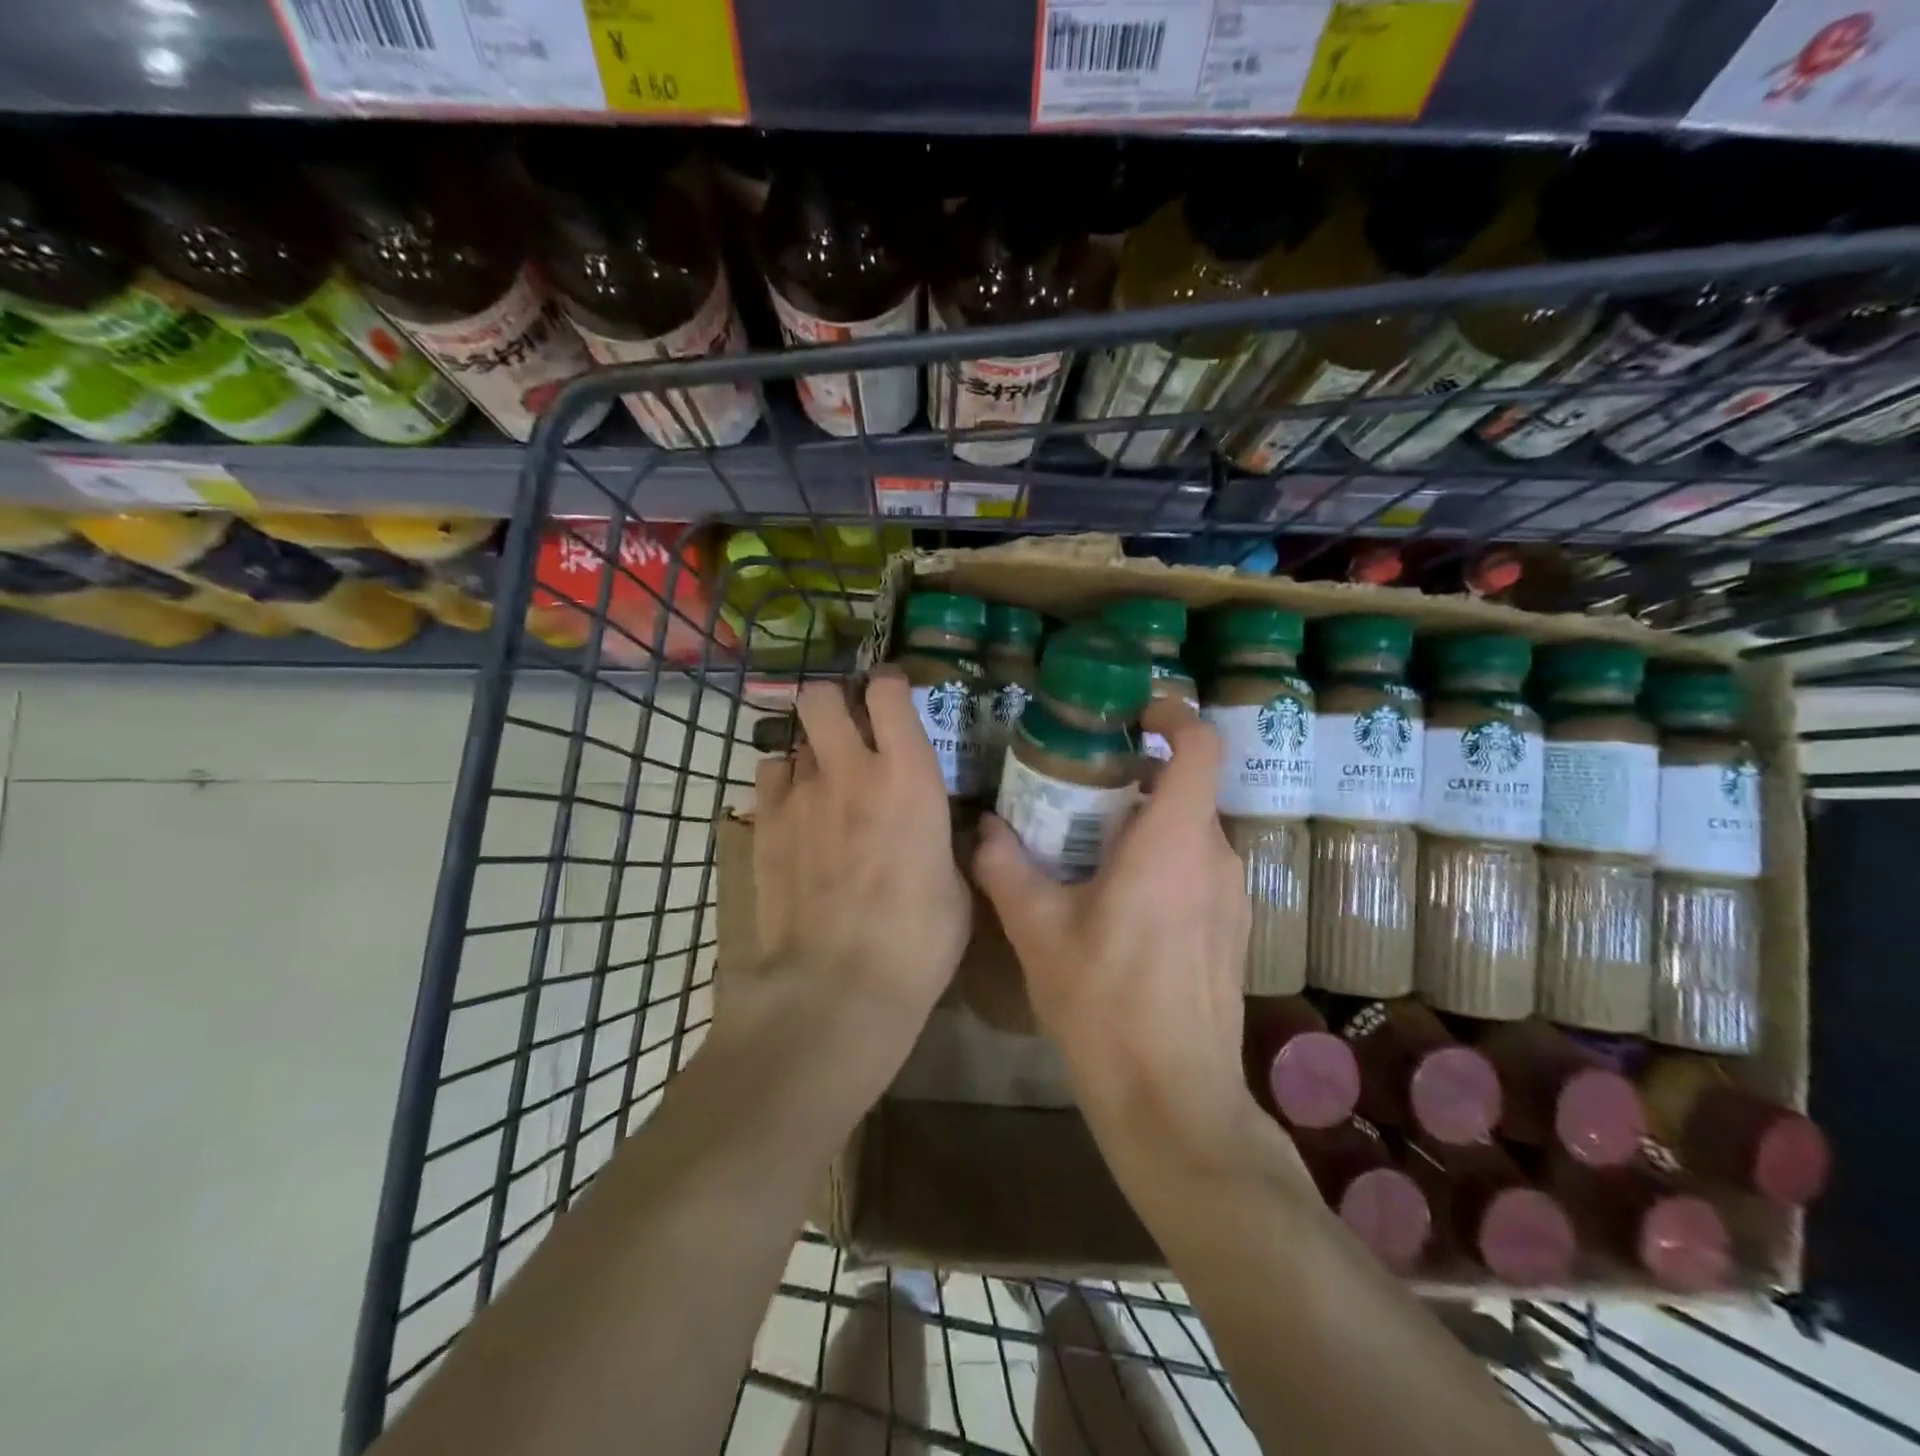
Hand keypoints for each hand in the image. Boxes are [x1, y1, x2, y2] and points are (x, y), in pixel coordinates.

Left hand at [736, 668, 970, 1094]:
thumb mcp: (956, 887)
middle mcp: (851, 769)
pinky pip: (769, 775)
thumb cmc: (916, 942)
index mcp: (909, 776)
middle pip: (822, 694)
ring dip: (812, 749)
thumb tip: (937, 828)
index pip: (888, 692)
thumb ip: (943, 840)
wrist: (836, 988)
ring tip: (824, 780)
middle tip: (851, 729)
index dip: (889, 685)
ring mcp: (800, 795)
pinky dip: (784, 782)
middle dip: (834, 701)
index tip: (894, 698)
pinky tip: (797, 812)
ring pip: (795, 737)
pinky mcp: (763, 825)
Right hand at [972, 700, 1254, 1139]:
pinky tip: (1117, 903)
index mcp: (1173, 842)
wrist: (1173, 1100)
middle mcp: (1216, 856)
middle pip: (1185, 787)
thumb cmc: (1105, 1004)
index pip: (1200, 746)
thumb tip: (983, 830)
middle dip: (1134, 777)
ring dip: (1144, 823)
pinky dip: (1161, 860)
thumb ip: (1006, 868)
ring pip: (1190, 830)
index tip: (1133, 715)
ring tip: (1088, 849)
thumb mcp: (1038, 931)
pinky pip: (1199, 868)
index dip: (1173, 715)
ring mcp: (1233, 896)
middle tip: (1078, 791)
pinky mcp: (1233, 929)